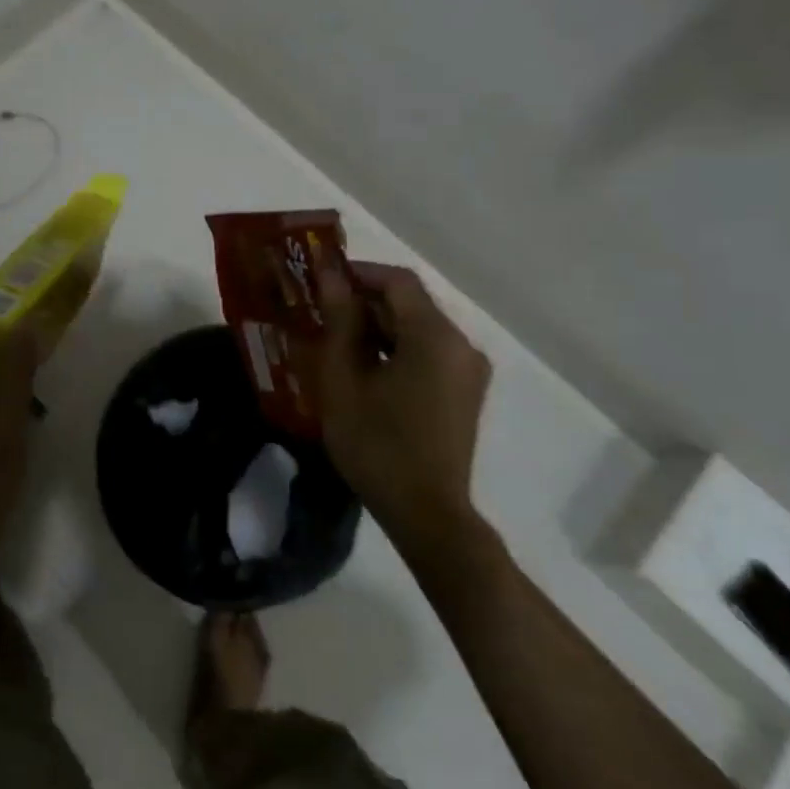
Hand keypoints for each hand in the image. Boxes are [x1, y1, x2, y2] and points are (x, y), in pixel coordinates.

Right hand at [302, 259, 492, 557]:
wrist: (427, 515)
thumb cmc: (378, 445)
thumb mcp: (344, 380)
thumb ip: (340, 322)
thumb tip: (331, 276)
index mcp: (435, 336)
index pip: (397, 281)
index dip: (358, 273)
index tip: (321, 281)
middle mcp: (461, 344)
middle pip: (410, 303)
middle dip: (365, 301)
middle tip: (321, 312)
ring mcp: (468, 370)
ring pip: (419, 328)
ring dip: (380, 327)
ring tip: (337, 340)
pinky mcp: (465, 392)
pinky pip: (429, 352)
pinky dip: (398, 349)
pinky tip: (366, 368)